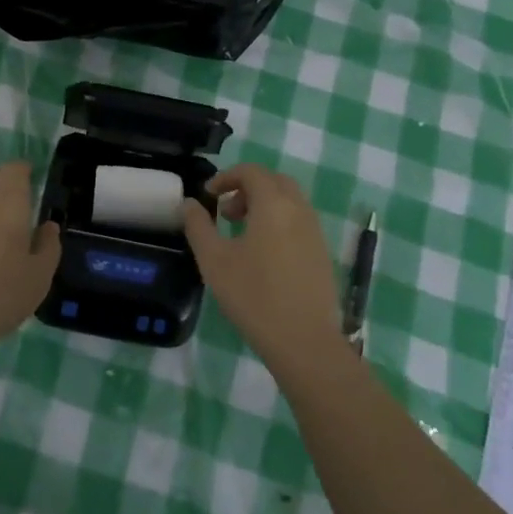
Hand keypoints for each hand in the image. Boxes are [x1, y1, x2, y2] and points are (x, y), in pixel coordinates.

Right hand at [183, 164, 343, 371]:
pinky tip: (264, 255)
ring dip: (264, 205)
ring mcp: (315, 231)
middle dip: (247, 188)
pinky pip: (299, 221)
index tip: (209, 196)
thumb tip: (189, 203)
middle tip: (226, 213)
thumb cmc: (254, 297)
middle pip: (274, 181)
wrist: (305, 341)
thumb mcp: (214, 261)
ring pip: (289, 201)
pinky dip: (279, 222)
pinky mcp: (322, 253)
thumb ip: (198, 226)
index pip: (251, 171)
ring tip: (242, 234)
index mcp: (273, 204)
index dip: (227, 177)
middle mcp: (299, 209)